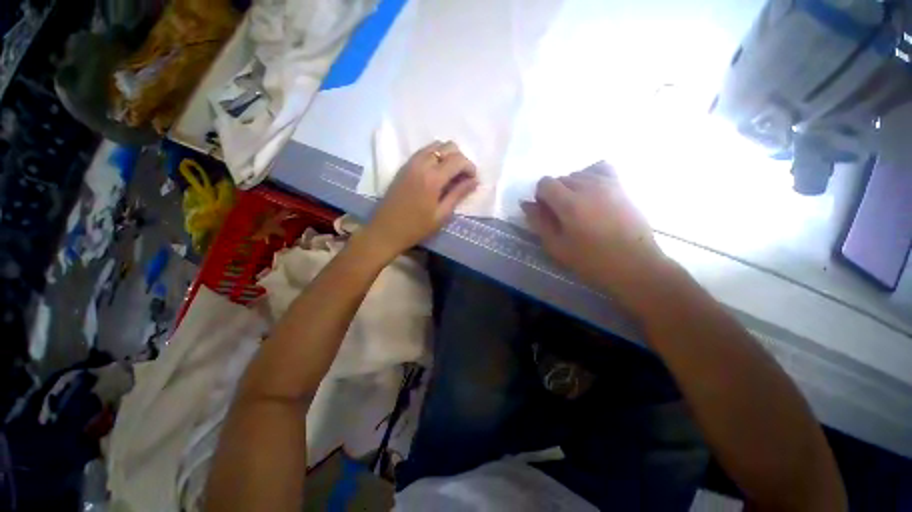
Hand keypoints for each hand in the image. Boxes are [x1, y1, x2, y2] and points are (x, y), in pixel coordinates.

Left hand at [362, 141, 478, 259]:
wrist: (386, 230)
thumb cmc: (416, 227)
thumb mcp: (441, 215)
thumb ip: (458, 194)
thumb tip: (474, 181)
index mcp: (433, 178)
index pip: (458, 160)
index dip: (470, 167)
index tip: (473, 180)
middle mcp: (421, 164)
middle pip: (448, 146)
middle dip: (460, 159)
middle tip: (462, 177)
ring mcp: (410, 163)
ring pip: (435, 145)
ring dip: (447, 155)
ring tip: (450, 175)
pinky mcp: (404, 166)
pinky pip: (423, 151)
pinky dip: (435, 156)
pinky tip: (436, 173)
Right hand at [521, 163, 667, 305]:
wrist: (635, 265)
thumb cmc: (591, 260)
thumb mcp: (557, 246)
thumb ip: (539, 222)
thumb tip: (526, 204)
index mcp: (569, 202)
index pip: (545, 182)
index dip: (540, 196)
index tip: (546, 213)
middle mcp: (588, 186)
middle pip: (561, 178)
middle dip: (555, 193)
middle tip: (562, 216)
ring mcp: (608, 184)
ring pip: (580, 174)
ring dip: (572, 187)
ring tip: (579, 209)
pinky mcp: (622, 186)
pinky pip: (601, 170)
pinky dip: (592, 178)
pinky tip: (594, 194)